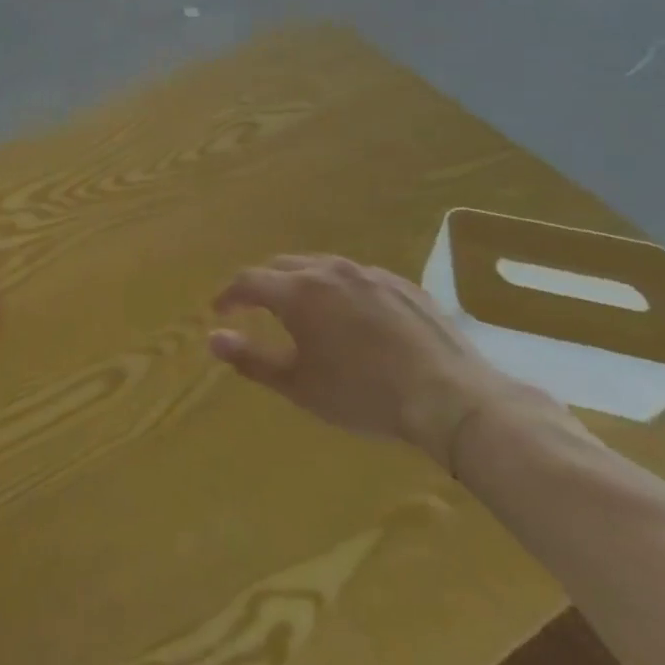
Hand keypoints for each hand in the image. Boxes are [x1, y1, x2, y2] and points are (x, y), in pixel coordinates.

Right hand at [208, 254, 522, 468]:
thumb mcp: (299, 385)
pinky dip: (340, 290)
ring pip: (321, 267)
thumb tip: (212, 338)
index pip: (247, 281)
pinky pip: (357, 278)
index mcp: (298, 291)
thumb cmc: (364, 395)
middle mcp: (328, 271)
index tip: (219, 311)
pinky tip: (352, 316)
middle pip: (282, 266)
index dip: (228, 295)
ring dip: (301, 282)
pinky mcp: (402, 284)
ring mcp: (369, 274)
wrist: (451, 398)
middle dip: (263, 284)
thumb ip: (250, 358)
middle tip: (256, 308)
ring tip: (303, 309)